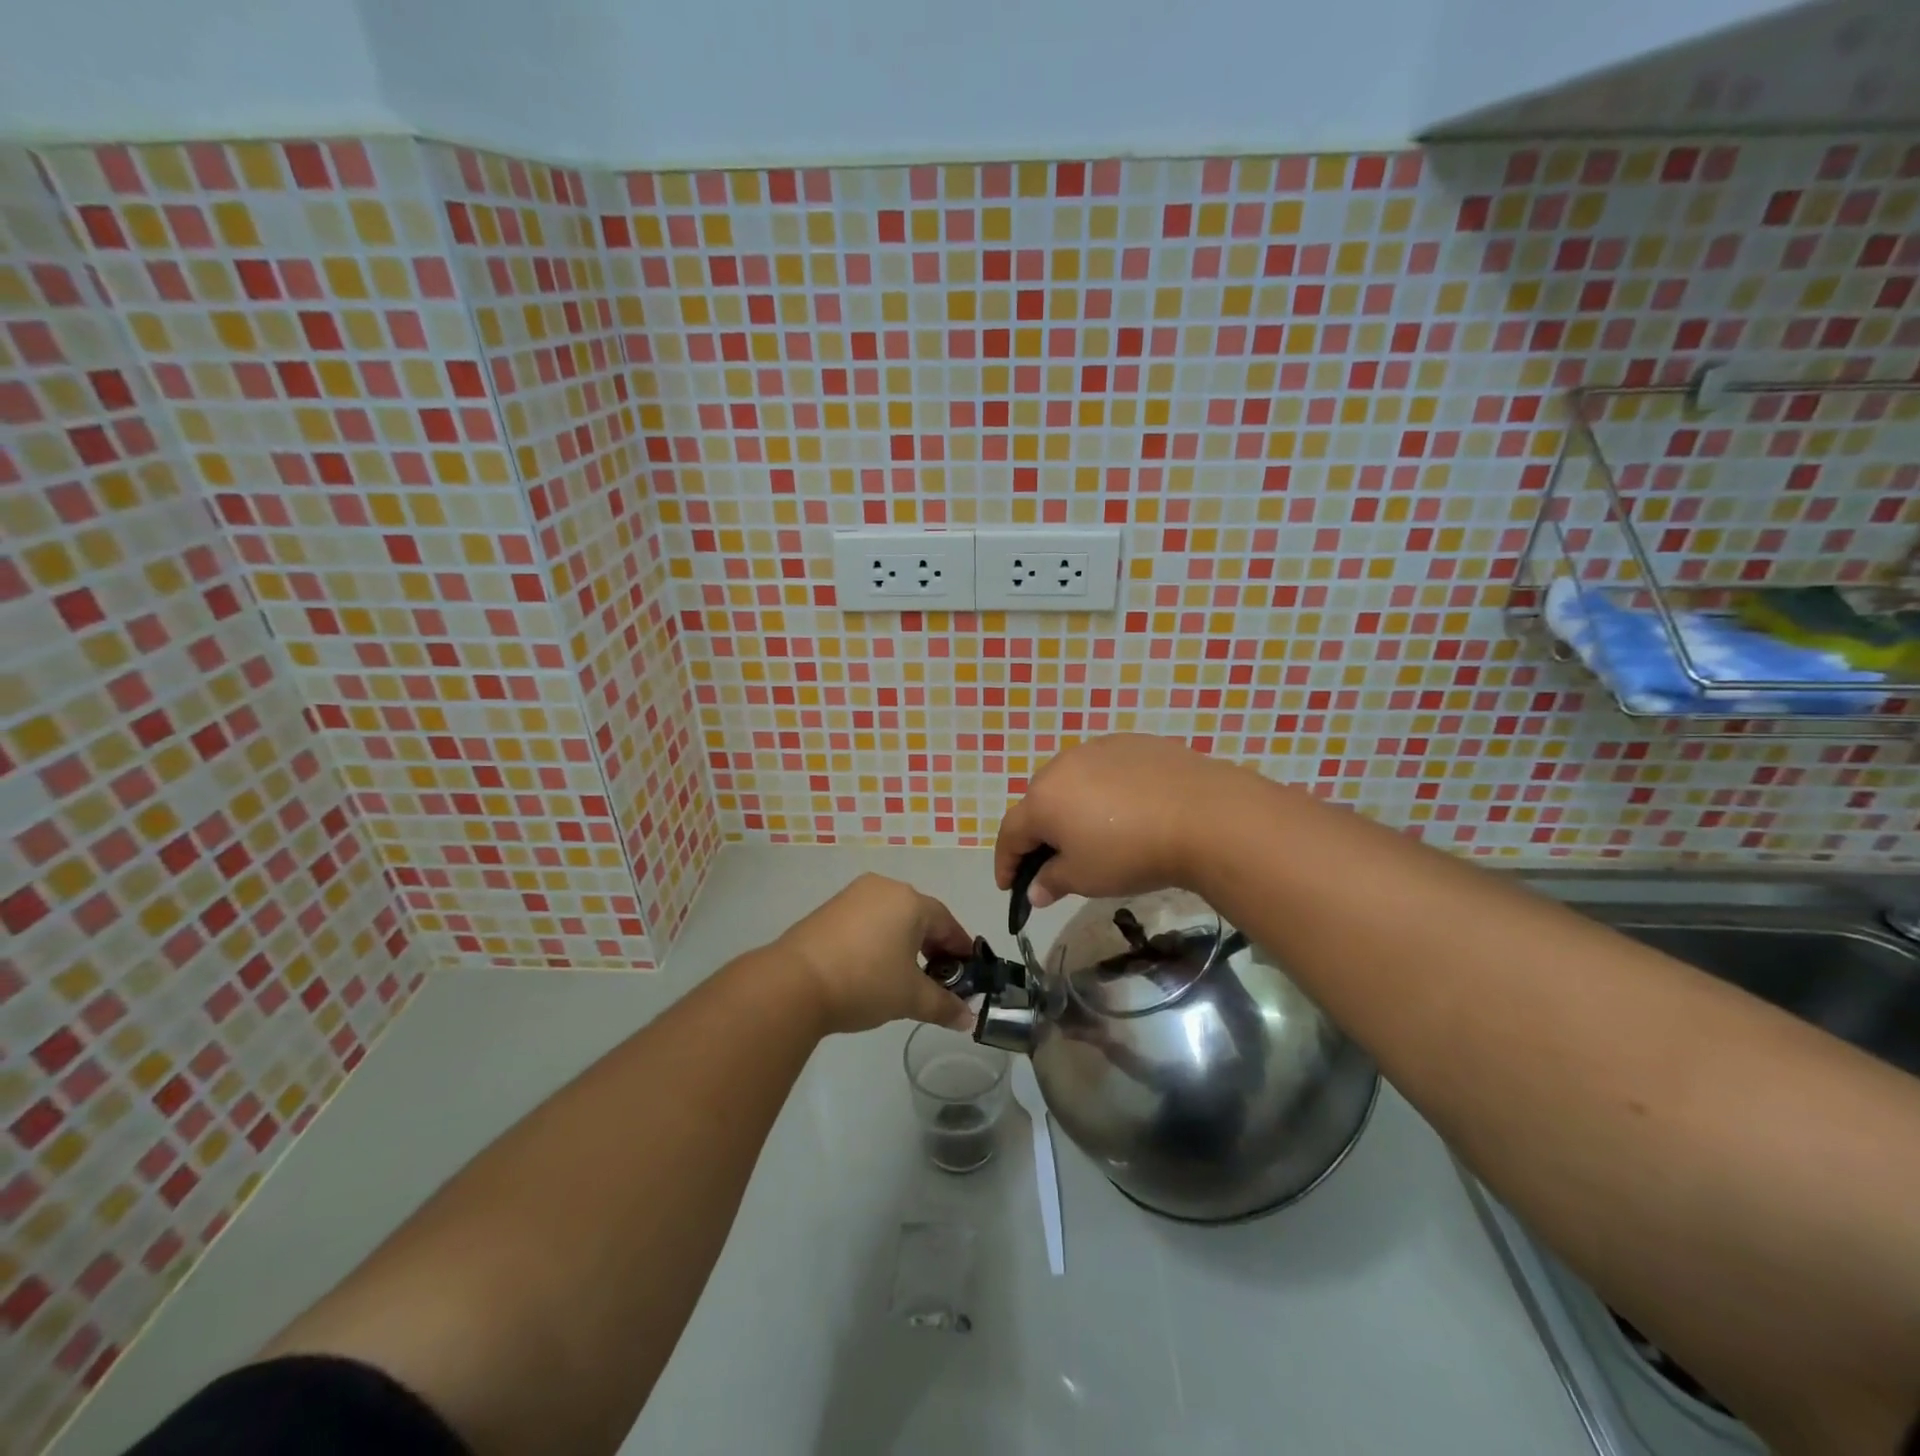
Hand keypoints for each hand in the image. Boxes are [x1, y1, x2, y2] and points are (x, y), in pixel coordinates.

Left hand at [774, 874, 975, 1035]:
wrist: (794, 983)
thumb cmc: (864, 982)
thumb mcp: (910, 998)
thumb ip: (943, 1005)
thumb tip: (967, 1018)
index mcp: (910, 901)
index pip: (947, 923)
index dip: (960, 950)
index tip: (968, 973)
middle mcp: (884, 888)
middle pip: (919, 916)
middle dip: (932, 947)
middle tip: (938, 979)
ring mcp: (853, 896)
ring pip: (891, 918)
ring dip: (904, 944)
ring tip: (904, 977)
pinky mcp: (829, 909)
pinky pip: (867, 921)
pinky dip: (878, 941)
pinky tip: (873, 968)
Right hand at [994, 734, 1246, 907]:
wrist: (1202, 815)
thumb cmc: (1131, 853)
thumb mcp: (1086, 878)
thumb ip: (1052, 882)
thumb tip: (1035, 890)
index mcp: (1042, 800)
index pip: (1010, 833)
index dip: (1006, 862)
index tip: (1009, 887)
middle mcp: (1062, 766)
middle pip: (1039, 802)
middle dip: (1040, 832)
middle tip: (1055, 860)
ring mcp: (1098, 748)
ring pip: (1072, 781)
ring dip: (1072, 806)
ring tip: (1093, 831)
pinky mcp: (1132, 742)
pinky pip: (1105, 769)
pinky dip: (1105, 789)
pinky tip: (1128, 808)